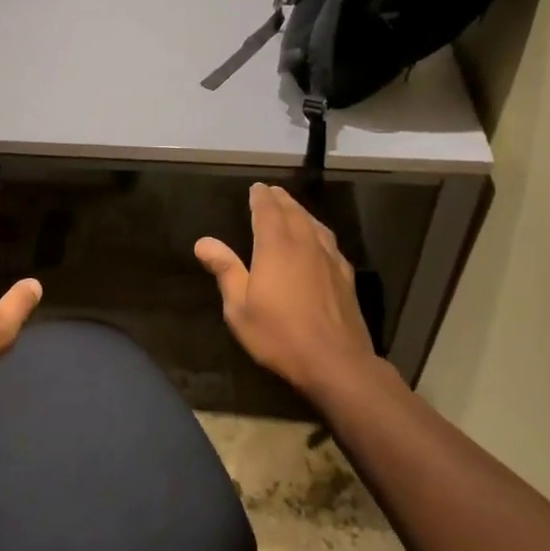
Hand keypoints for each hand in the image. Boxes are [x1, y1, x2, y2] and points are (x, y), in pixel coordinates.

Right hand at [194, 182, 382, 398]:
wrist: (335, 362)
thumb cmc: (279, 335)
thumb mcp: (239, 308)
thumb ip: (225, 270)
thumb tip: (204, 241)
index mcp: (276, 247)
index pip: (267, 211)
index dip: (261, 197)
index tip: (256, 188)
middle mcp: (304, 244)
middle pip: (293, 212)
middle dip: (280, 199)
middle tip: (272, 192)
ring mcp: (329, 259)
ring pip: (314, 224)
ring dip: (300, 211)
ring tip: (292, 208)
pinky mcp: (345, 276)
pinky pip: (329, 241)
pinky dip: (318, 231)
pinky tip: (317, 239)